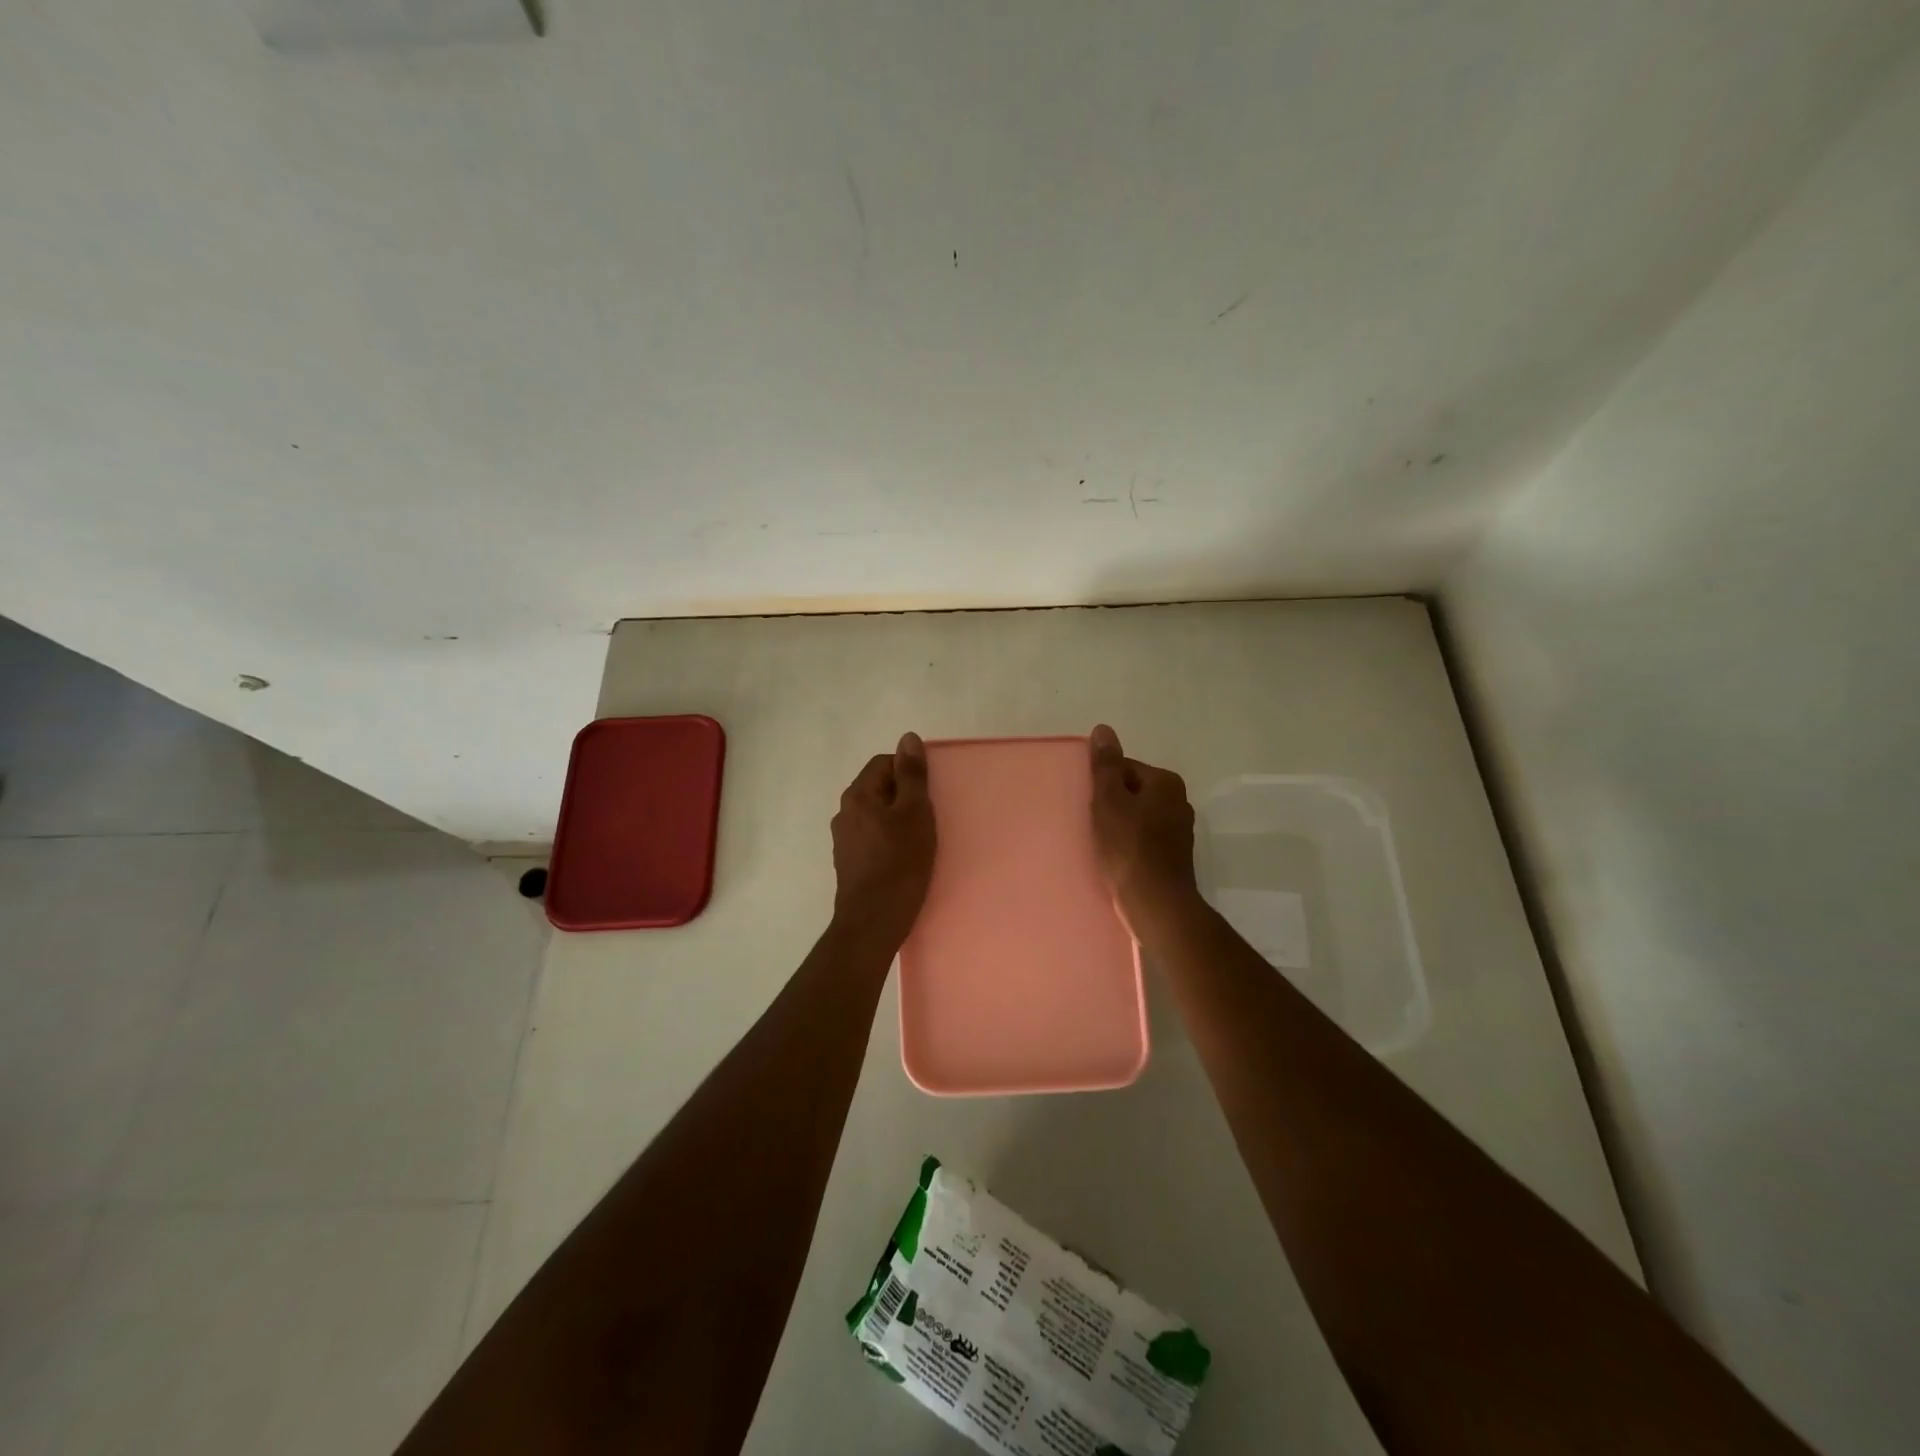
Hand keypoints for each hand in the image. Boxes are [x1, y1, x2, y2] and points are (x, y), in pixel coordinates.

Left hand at [830, 732, 936, 951]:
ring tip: (920, 838)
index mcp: (858, 795)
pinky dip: (890, 840)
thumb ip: (912, 775)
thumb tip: (908, 738)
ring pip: (876, 815)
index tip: (930, 792)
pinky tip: (905, 858)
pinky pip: (873, 838)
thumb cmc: (899, 863)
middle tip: (930, 815)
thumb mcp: (915, 813)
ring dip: (897, 819)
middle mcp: (844, 812)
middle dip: (905, 796)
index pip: (884, 763)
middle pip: (878, 788)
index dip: (909, 771)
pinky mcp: (849, 863)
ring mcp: (844, 840)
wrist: (873, 922)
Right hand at [1089, 724, 1202, 941]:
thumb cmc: (1129, 847)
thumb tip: (1104, 729)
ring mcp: (1179, 831)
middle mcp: (1179, 801)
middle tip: (1091, 824)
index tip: (1089, 805)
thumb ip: (1105, 765)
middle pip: (1132, 791)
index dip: (1102, 784)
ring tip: (1101, 844)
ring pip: (1138, 817)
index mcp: (1166, 782)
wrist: (1156, 903)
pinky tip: (1116, 858)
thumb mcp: (1110, 800)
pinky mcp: (1173, 856)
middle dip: (1111, 804)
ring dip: (1119, 825)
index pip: (1125, 768)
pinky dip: (1129, 844)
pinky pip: (1144, 839)